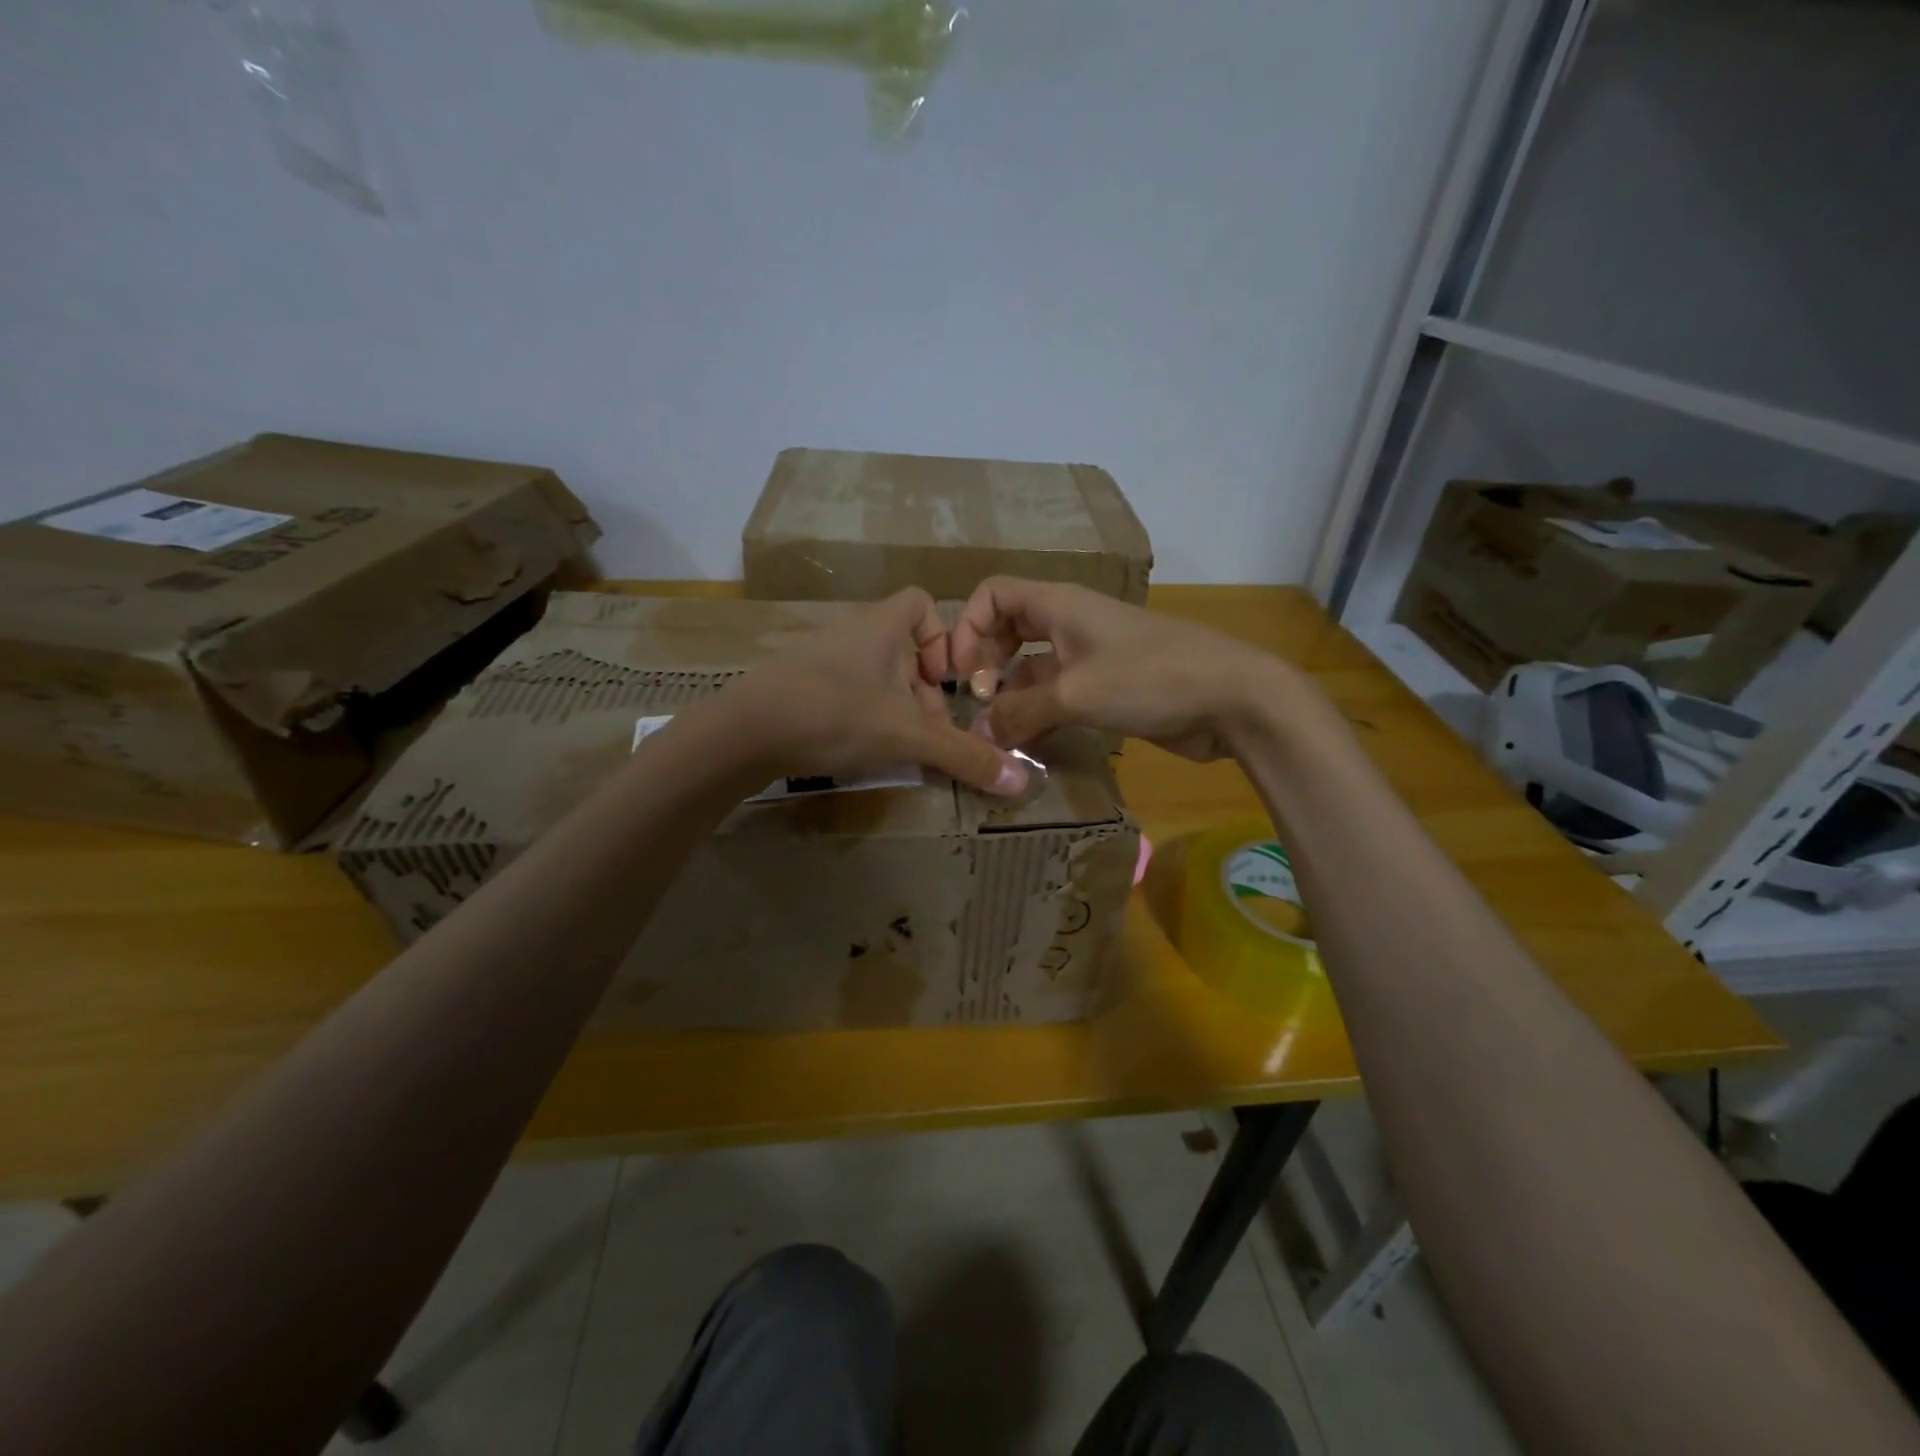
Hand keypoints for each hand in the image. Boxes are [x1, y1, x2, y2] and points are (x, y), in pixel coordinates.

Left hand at [712, 588, 1030, 795]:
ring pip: (873, 673)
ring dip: (893, 706)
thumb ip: (964, 756)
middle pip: (901, 648)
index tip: (947, 679)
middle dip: (923, 690)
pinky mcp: (795, 684)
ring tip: (896, 746)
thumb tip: (1023, 783)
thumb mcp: (907, 736)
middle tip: (928, 731)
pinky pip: (843, 689)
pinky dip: (860, 714)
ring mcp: (818, 657)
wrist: (743, 732)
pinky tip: (857, 748)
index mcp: (880, 626)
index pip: (921, 603)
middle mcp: (850, 632)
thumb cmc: (834, 714)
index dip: (943, 636)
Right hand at [950, 577, 1290, 761]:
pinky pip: (1057, 693)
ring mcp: (1090, 656)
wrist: (1232, 698)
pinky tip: (1027, 741)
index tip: (961, 673)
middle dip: (984, 660)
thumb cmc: (1150, 678)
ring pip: (1031, 666)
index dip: (968, 627)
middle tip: (978, 701)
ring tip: (996, 730)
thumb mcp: (1075, 694)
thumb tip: (979, 735)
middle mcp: (1069, 624)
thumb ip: (1020, 712)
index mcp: (1058, 605)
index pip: (994, 594)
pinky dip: (1037, 711)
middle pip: (1008, 628)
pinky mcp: (1107, 688)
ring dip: (1009, 692)